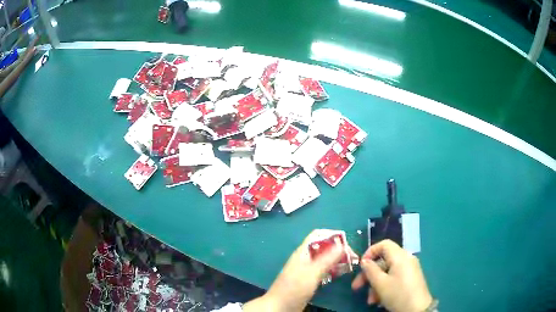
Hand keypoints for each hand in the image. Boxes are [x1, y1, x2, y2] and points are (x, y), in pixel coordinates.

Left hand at [244, 229, 356, 311]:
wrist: (280, 307)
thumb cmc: (294, 288)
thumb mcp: (312, 273)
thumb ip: (326, 259)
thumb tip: (341, 244)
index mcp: (303, 252)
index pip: (319, 235)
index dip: (333, 237)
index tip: (347, 245)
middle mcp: (305, 258)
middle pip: (324, 247)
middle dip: (338, 250)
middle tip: (353, 258)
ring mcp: (307, 269)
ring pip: (325, 259)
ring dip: (337, 260)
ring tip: (350, 266)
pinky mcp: (309, 279)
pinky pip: (323, 270)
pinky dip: (332, 269)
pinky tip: (340, 274)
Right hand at [351, 240, 431, 311]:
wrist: (417, 309)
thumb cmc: (398, 294)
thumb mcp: (380, 284)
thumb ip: (370, 270)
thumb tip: (365, 261)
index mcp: (400, 256)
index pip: (384, 244)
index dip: (370, 252)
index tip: (361, 266)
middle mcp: (406, 259)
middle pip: (384, 261)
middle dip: (369, 275)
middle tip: (357, 287)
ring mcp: (410, 269)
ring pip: (387, 272)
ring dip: (376, 285)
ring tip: (371, 300)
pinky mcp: (411, 278)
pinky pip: (394, 278)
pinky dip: (385, 286)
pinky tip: (379, 300)